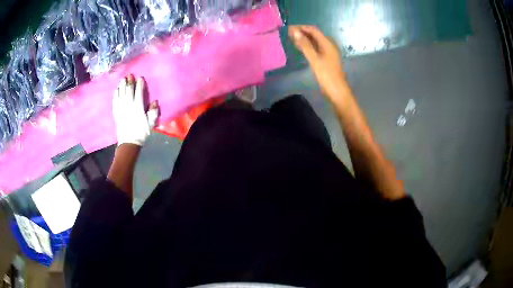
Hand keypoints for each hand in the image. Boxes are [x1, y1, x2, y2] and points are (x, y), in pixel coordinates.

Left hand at [113, 75, 158, 146]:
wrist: (129, 142)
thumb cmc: (141, 132)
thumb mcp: (151, 123)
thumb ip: (154, 112)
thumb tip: (155, 101)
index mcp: (138, 106)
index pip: (139, 91)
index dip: (140, 84)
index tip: (140, 78)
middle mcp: (128, 105)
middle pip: (128, 90)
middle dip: (129, 82)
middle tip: (130, 75)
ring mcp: (121, 108)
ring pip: (121, 93)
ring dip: (122, 85)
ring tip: (123, 79)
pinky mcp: (116, 112)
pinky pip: (115, 100)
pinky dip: (116, 94)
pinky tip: (116, 90)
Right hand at [289, 25, 347, 99]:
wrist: (337, 91)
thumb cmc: (327, 75)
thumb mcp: (314, 59)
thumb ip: (305, 45)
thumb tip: (295, 32)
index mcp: (327, 43)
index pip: (313, 30)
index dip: (301, 28)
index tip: (289, 29)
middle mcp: (329, 45)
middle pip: (315, 34)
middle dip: (302, 32)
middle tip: (289, 34)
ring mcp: (328, 52)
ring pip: (315, 41)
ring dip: (305, 39)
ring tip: (292, 39)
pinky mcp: (326, 59)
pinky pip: (316, 48)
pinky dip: (308, 46)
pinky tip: (301, 48)